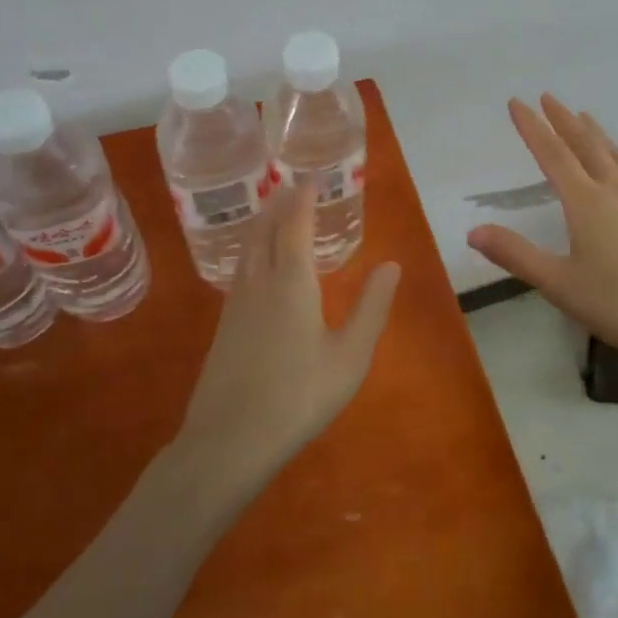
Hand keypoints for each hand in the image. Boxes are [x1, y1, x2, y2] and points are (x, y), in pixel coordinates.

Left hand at [176, 179, 400, 491]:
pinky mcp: (225, 325)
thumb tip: (392, 264)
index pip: (295, 224)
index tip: (311, 176)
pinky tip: (256, 264)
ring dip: (262, 223)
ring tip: (273, 212)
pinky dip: (252, 250)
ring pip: (248, 248)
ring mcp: (237, 303)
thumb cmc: (299, 396)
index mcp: (292, 281)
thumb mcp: (350, 355)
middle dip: (278, 203)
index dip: (303, 197)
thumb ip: (372, 307)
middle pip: (265, 229)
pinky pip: (240, 269)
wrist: (229, 441)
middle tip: (290, 185)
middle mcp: (260, 281)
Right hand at [467, 94, 617, 381]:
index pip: (552, 154)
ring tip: (584, 116)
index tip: (517, 102)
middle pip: (585, 144)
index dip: (532, 127)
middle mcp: (614, 190)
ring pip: (614, 154)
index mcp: (585, 202)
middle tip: (548, 97)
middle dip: (563, 119)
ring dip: (594, 132)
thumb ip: (516, 255)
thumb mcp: (559, 284)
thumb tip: (473, 230)